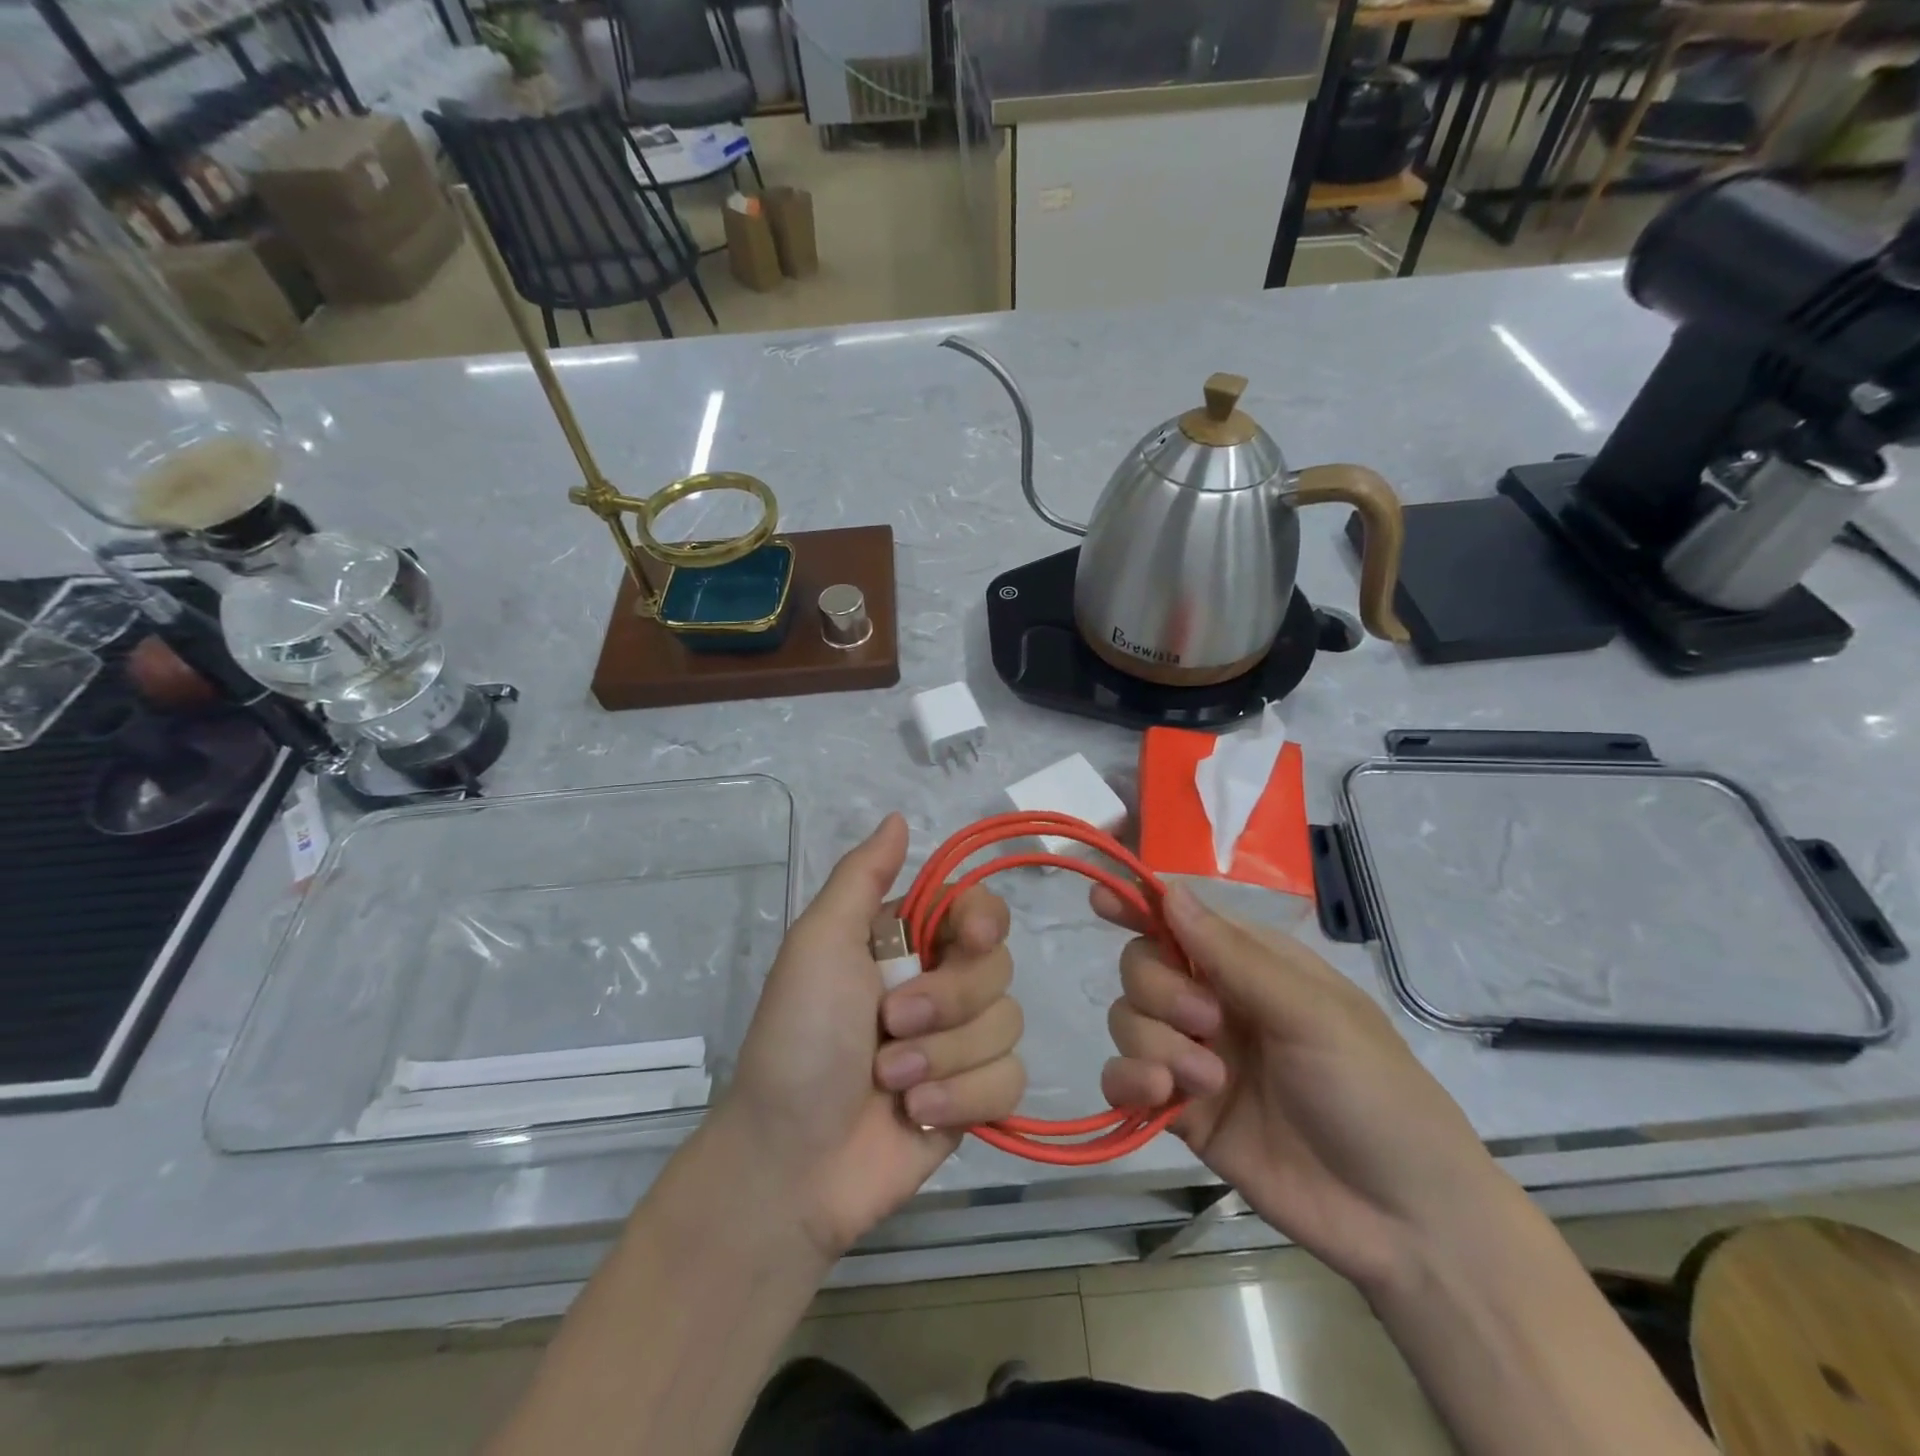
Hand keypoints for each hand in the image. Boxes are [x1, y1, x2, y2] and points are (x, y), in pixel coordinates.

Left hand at [713, 814, 1025, 1259]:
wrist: (791, 1162)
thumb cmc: (799, 1039)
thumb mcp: (818, 944)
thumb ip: (862, 877)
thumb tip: (899, 817)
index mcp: (904, 942)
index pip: (977, 908)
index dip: (983, 920)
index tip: (967, 939)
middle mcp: (939, 983)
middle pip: (997, 966)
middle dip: (946, 1002)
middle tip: (891, 1027)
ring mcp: (959, 1043)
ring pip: (1007, 1023)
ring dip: (946, 1057)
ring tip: (892, 1081)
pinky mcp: (975, 1098)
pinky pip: (1011, 1079)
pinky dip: (964, 1097)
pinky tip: (916, 1115)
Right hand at [1096, 882, 1506, 1294]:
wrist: (1403, 1220)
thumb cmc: (1374, 1093)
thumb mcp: (1313, 1014)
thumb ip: (1234, 957)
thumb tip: (1169, 892)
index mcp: (1251, 966)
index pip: (1180, 919)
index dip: (1138, 904)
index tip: (1101, 899)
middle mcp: (1214, 1002)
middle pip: (1141, 966)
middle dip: (1159, 990)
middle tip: (1206, 1024)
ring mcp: (1194, 1057)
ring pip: (1127, 1019)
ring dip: (1153, 1043)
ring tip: (1208, 1082)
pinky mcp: (1181, 1111)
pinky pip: (1123, 1078)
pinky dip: (1128, 1080)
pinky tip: (1159, 1096)